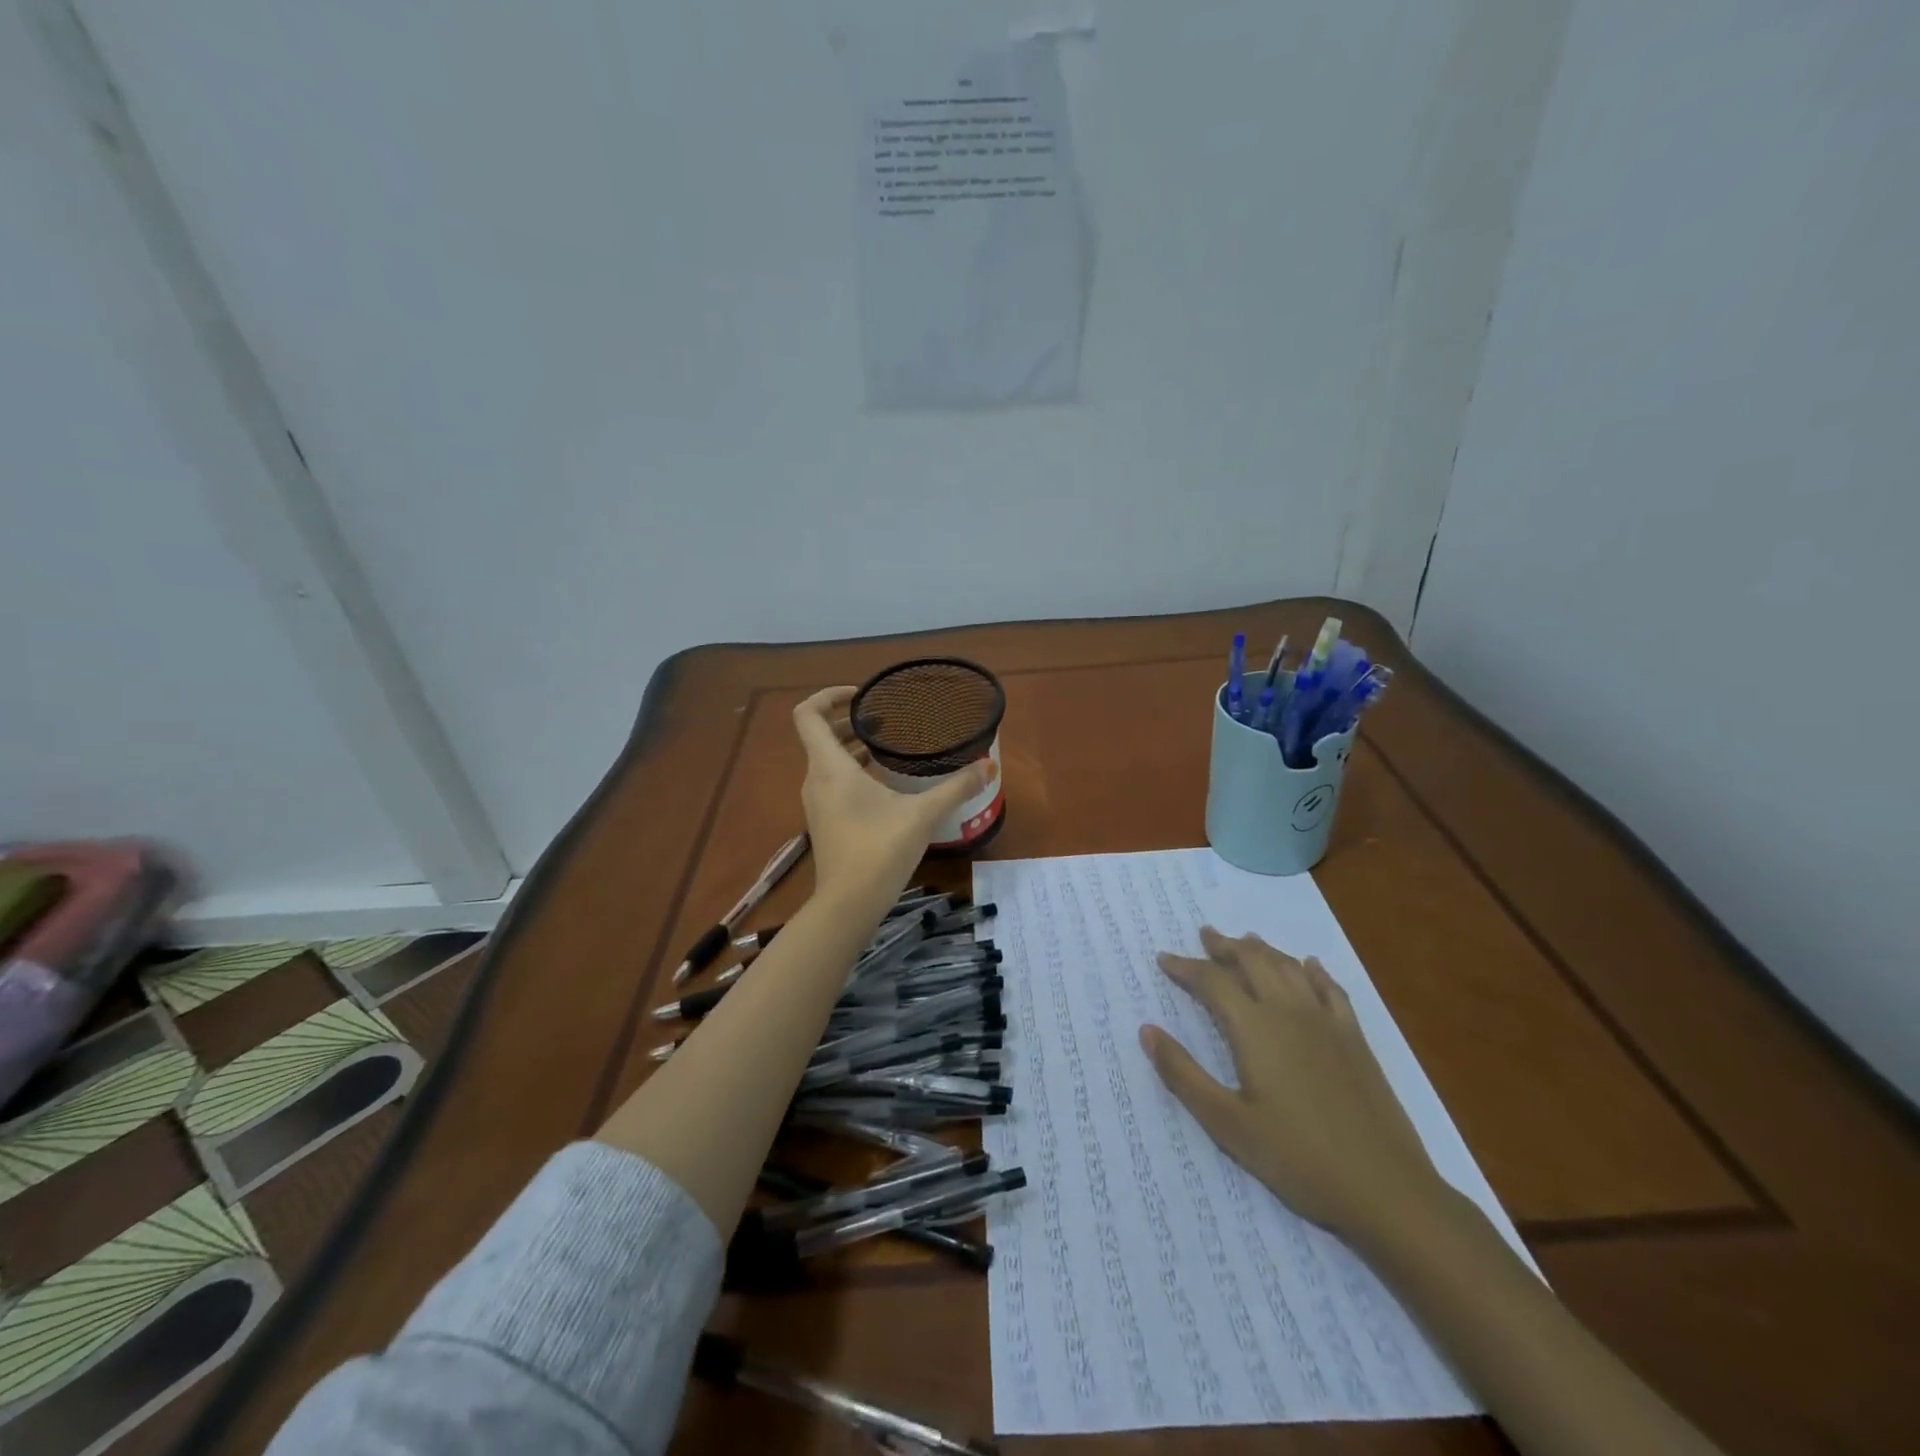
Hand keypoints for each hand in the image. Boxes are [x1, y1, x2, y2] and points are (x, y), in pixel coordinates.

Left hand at [792, 687, 993, 913]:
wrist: (848, 905)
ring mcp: (817, 803)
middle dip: (850, 721)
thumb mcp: (922, 815)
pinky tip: (885, 783)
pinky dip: (853, 771)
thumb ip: (956, 787)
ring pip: (827, 761)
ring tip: (888, 746)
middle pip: (820, 736)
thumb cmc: (879, 850)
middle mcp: (815, 780)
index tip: (861, 695)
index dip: (828, 695)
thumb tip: (989, 765)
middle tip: (886, 719)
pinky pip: (833, 783)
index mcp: (829, 767)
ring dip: (852, 747)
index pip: (808, 714)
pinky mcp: (825, 822)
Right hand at [1140, 927, 1448, 1248]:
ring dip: (1263, 950)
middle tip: (1205, 936)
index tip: (1164, 959)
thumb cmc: (1298, 1158)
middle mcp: (1289, 1012)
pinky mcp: (1356, 1040)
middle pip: (1253, 961)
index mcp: (1255, 1028)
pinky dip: (1313, 970)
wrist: (1386, 1190)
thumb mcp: (1227, 1124)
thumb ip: (1183, 1074)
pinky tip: (1309, 966)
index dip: (1185, 967)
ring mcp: (1327, 1023)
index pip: (1212, 981)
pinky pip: (1331, 989)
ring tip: (1246, 941)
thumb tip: (1147, 1030)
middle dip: (1225, 945)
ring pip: (1290, 967)